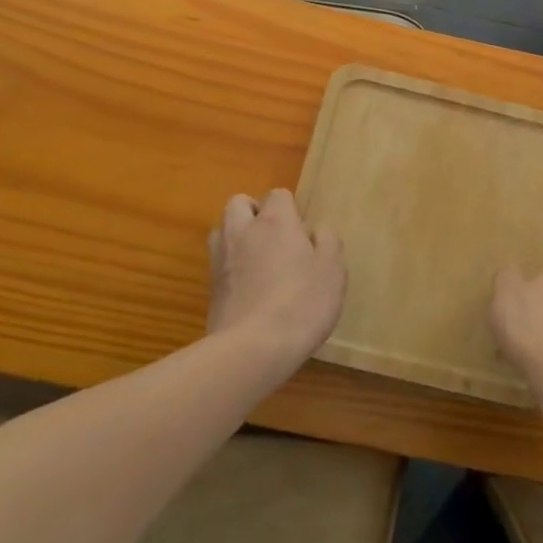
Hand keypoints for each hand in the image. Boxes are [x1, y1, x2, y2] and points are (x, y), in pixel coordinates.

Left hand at [207, 190, 346, 367]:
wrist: (253, 348)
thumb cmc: (302, 302)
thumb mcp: (333, 269)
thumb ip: (328, 241)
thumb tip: (317, 229)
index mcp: (275, 221)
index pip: (277, 194)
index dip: (290, 208)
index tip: (303, 232)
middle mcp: (242, 231)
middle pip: (239, 203)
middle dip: (254, 212)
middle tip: (275, 237)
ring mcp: (221, 259)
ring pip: (222, 230)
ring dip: (237, 236)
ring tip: (257, 259)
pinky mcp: (210, 288)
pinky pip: (218, 262)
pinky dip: (231, 266)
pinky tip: (249, 288)